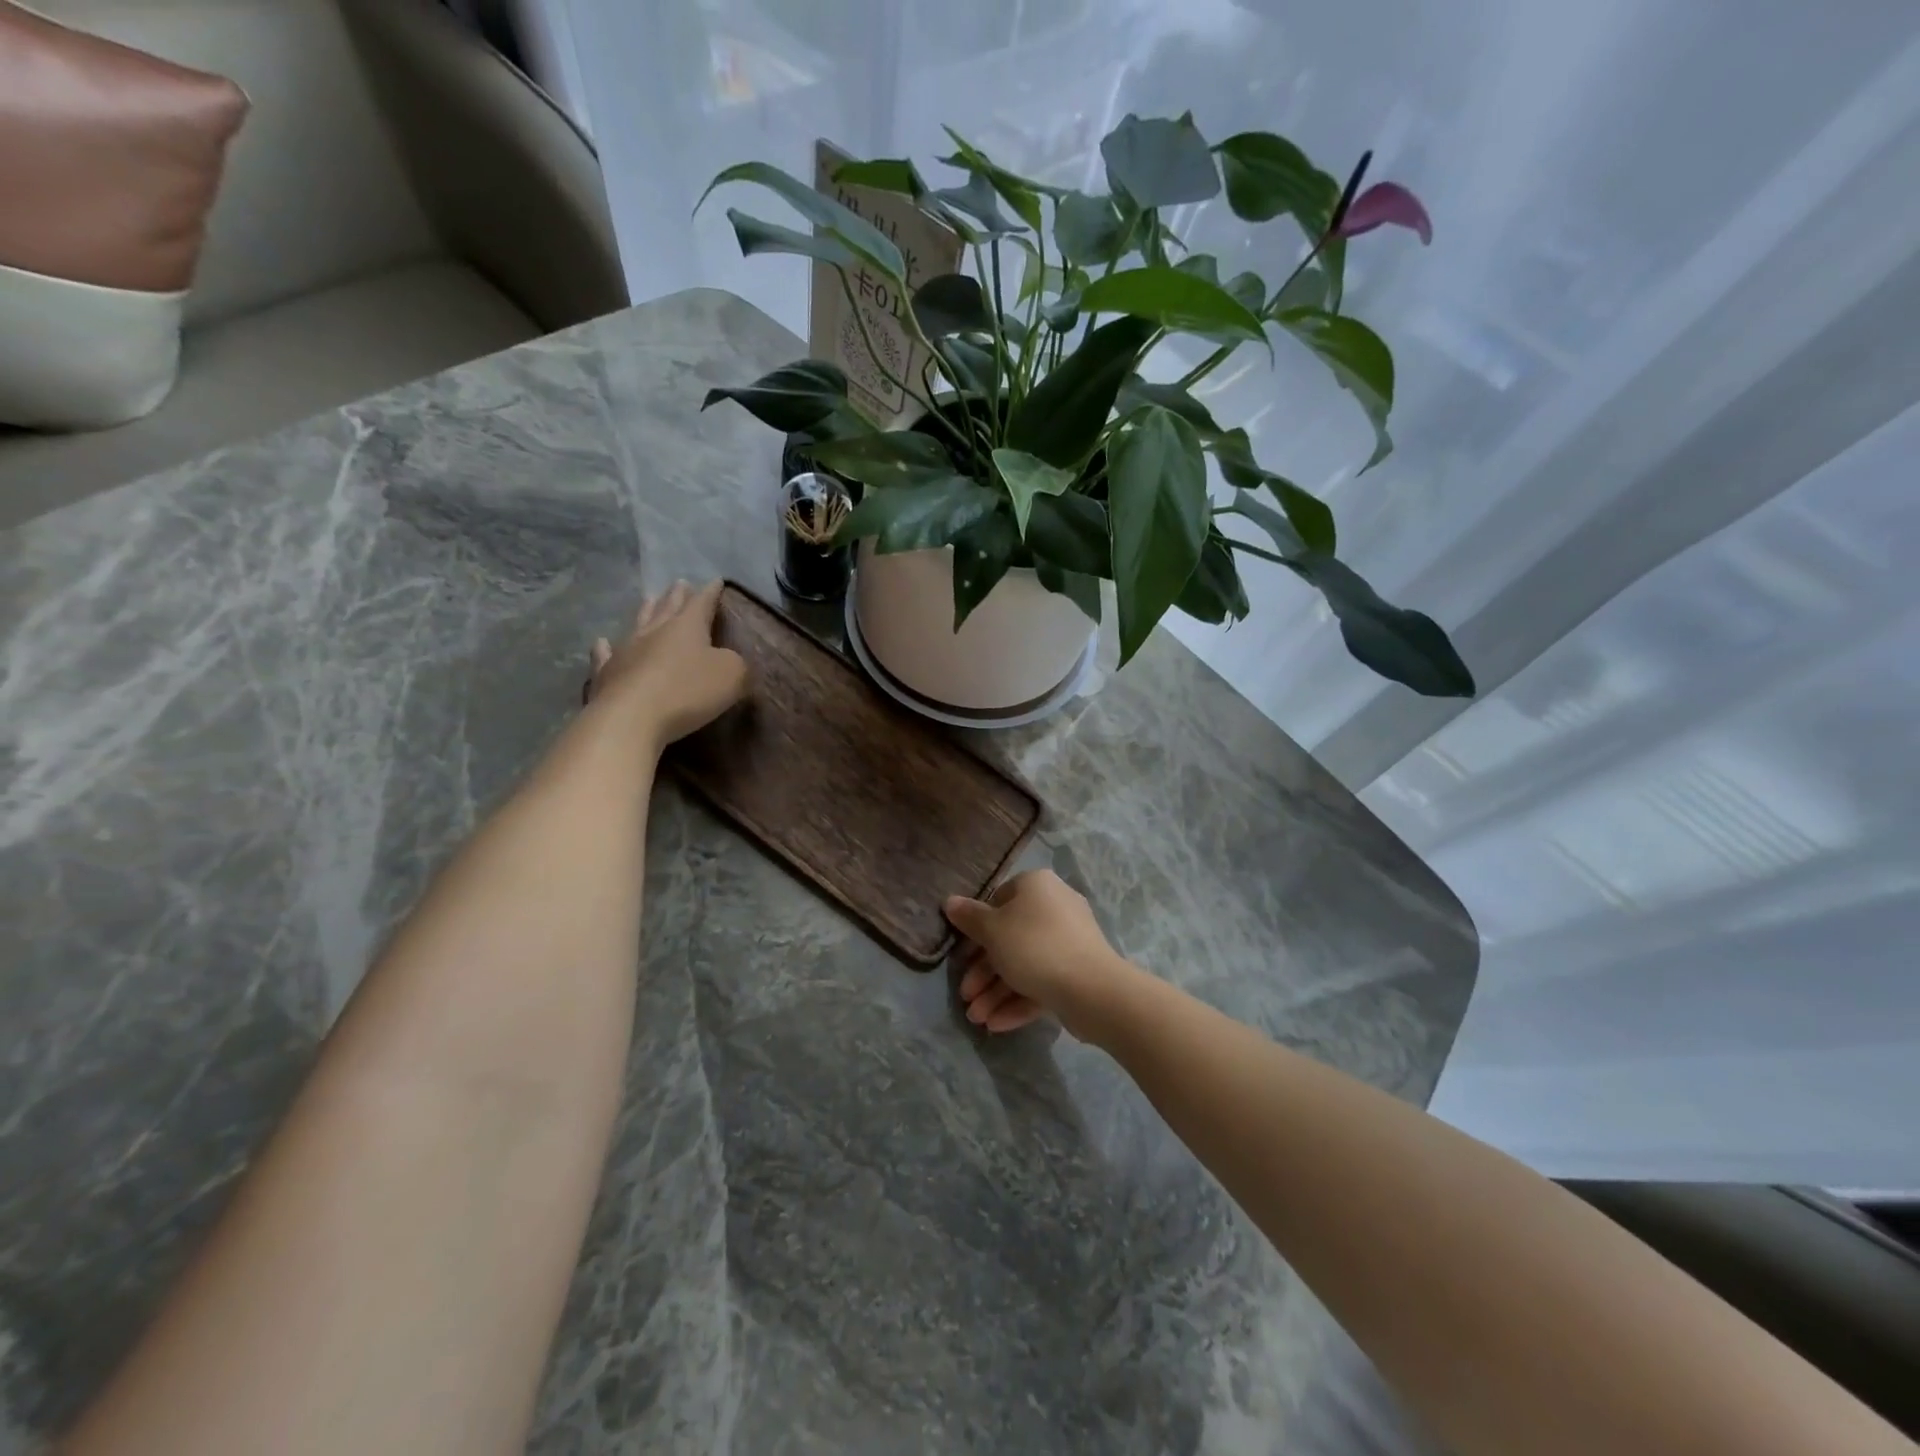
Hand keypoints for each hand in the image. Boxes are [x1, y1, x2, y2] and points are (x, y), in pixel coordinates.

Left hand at [587, 580, 747, 748]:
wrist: (631, 717)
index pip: (702, 603)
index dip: (711, 592)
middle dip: (677, 595)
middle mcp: (655, 631)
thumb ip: (737, 664)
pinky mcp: (606, 673)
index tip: (716, 580)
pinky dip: (605, 647)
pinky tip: (602, 642)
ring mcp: (626, 650)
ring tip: (650, 599)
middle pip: (668, 607)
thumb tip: (731, 661)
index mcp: (687, 627)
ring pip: (639, 623)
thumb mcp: (732, 676)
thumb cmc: (688, 692)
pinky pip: (605, 654)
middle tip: (679, 583)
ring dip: (647, 611)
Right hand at [944, 869, 1131, 1039]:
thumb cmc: (1034, 946)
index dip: (976, 929)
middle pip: (1009, 938)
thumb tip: (950, 902)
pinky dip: (1019, 1000)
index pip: (998, 900)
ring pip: (1024, 964)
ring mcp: (1069, 941)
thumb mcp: (992, 930)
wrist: (1092, 989)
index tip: (962, 956)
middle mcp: (1054, 907)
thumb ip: (969, 918)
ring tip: (977, 1019)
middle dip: (983, 972)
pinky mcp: (1077, 971)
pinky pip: (1042, 981)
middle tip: (966, 996)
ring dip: (997, 992)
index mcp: (1036, 886)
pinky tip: (997, 1024)